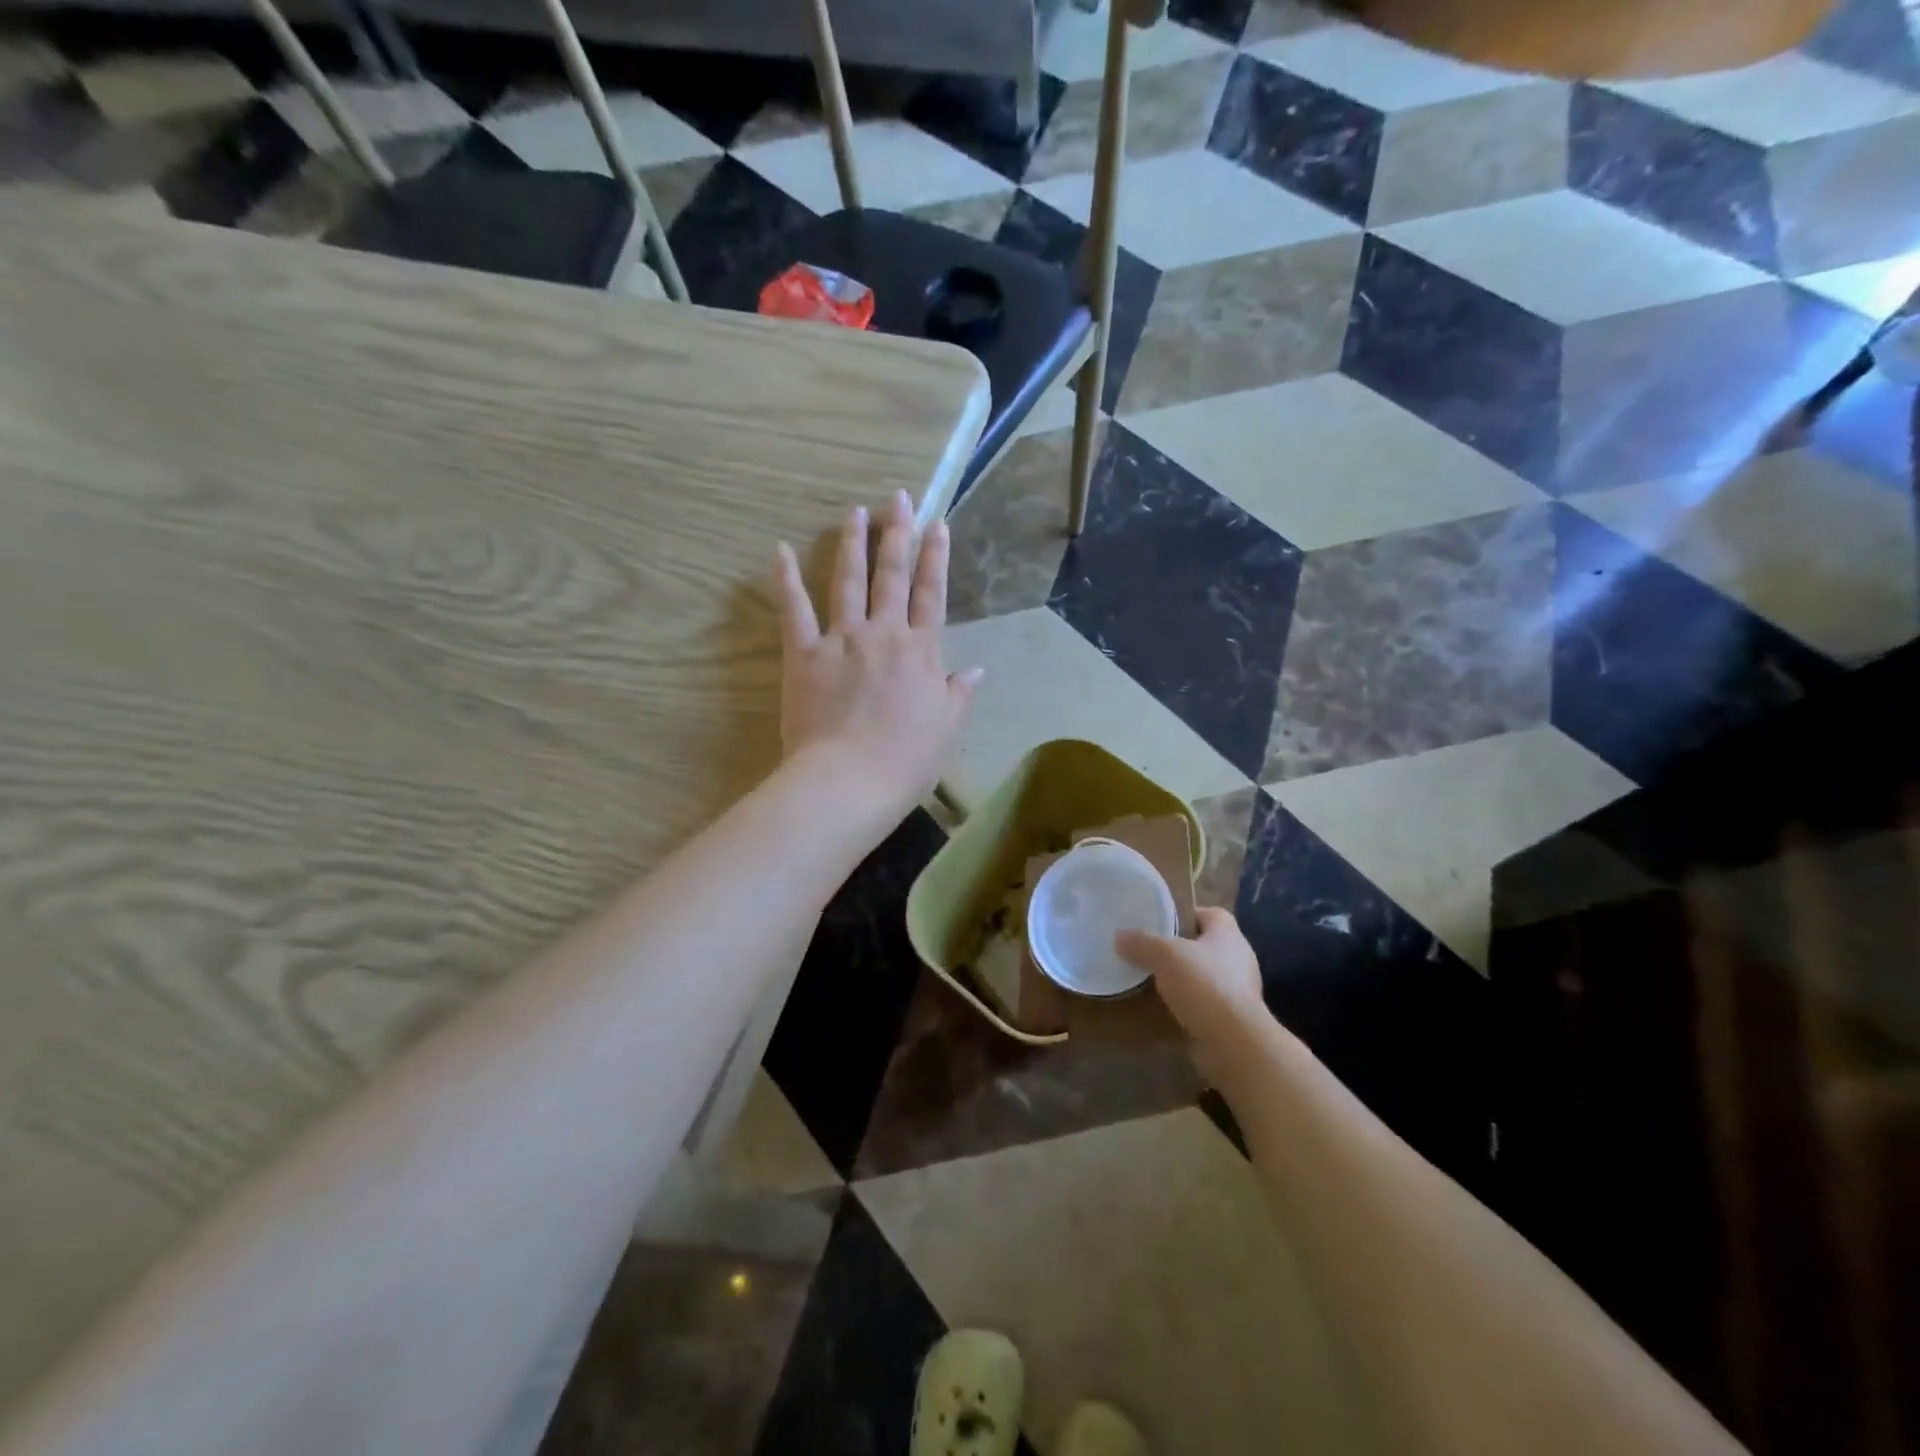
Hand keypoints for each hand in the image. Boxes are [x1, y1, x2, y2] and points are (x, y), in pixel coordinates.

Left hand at [773, 490, 982, 825]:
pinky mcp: (804, 654)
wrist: (850, 781)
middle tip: (898, 499)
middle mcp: (884, 634)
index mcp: (922, 652)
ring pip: (849, 582)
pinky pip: (794, 610)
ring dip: (853, 544)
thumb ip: (959, 695)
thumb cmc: (906, 762)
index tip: (937, 524)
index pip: (932, 594)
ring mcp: (842, 640)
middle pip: (893, 576)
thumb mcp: (946, 731)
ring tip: (855, 512)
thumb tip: (977, 670)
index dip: (935, 558)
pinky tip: (779, 550)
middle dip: (897, 534)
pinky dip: (785, 579)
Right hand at [1116, 908, 1264, 1070]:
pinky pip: (1204, 1003)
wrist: (1233, 1042)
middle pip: (1204, 944)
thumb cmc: (1204, 984)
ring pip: (1203, 975)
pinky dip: (1187, 1004)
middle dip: (1178, 948)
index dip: (1184, 914)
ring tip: (1151, 980)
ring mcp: (1238, 990)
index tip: (1159, 922)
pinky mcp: (1233, 1018)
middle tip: (1149, 951)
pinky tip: (1164, 1008)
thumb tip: (1120, 937)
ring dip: (1182, 978)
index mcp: (1228, 933)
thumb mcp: (1164, 954)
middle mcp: (1238, 958)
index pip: (1208, 913)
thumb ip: (1142, 942)